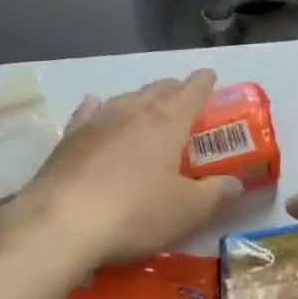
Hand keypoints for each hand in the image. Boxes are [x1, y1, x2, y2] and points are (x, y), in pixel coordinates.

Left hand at [0, 70, 243, 270]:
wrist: (60, 224)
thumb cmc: (134, 213)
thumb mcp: (186, 211)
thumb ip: (215, 194)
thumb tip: (237, 184)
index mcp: (168, 122)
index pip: (192, 91)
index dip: (204, 82)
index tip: (210, 74)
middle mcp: (134, 111)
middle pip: (159, 89)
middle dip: (174, 88)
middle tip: (183, 94)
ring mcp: (98, 121)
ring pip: (126, 98)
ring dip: (140, 98)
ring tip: (146, 104)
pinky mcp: (69, 138)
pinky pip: (88, 113)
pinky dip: (97, 107)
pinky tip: (94, 104)